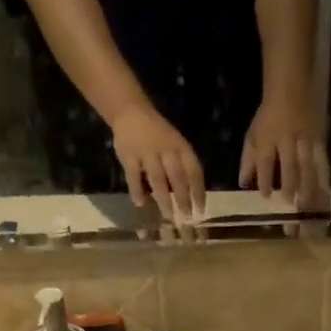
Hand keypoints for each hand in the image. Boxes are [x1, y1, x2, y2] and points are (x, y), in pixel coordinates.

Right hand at [111, 102, 205, 221]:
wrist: (131, 111)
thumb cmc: (159, 134)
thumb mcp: (176, 144)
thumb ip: (183, 166)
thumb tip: (192, 197)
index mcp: (181, 147)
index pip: (194, 171)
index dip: (199, 192)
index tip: (201, 211)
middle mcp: (166, 150)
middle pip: (177, 178)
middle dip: (183, 199)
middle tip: (187, 219)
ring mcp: (147, 152)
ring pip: (158, 179)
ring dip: (164, 199)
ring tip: (169, 217)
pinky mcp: (129, 155)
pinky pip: (133, 176)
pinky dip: (137, 190)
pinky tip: (141, 204)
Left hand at [240, 94, 330, 208]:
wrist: (290, 88)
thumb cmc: (268, 115)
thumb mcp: (253, 134)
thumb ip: (248, 160)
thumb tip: (243, 183)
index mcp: (267, 137)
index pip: (265, 161)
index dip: (265, 179)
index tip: (266, 196)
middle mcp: (286, 139)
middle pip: (289, 164)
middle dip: (289, 185)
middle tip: (290, 204)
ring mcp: (304, 139)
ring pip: (308, 164)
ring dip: (308, 184)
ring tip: (307, 203)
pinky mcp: (319, 138)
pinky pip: (322, 159)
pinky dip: (324, 175)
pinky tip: (326, 190)